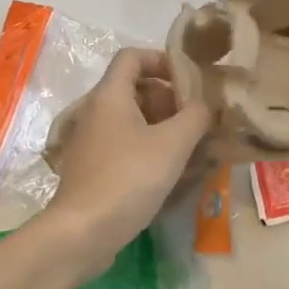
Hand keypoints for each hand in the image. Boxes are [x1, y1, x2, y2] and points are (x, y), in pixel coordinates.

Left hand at [39, 49, 211, 275]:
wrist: (82, 231)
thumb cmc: (128, 178)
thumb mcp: (173, 143)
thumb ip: (195, 116)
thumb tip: (205, 105)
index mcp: (110, 95)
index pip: (133, 56)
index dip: (162, 60)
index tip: (189, 80)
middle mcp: (96, 111)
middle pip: (135, 88)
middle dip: (169, 99)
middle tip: (196, 119)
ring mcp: (92, 141)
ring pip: (132, 120)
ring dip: (163, 127)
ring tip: (192, 148)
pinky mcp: (94, 168)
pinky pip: (125, 146)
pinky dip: (149, 150)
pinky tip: (172, 173)